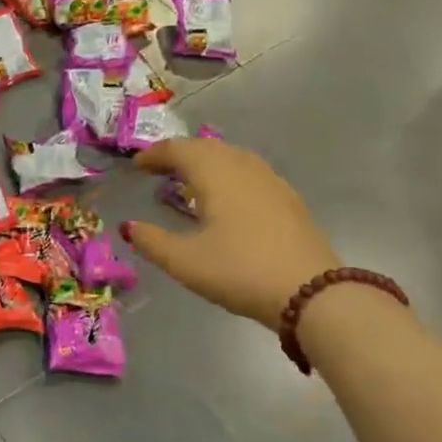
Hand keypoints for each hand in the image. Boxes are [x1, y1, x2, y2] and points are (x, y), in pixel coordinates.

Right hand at [123, 138, 338, 328]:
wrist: (313, 294)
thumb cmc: (239, 271)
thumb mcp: (184, 261)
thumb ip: (151, 241)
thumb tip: (128, 227)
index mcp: (215, 173)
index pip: (178, 150)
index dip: (154, 155)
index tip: (137, 166)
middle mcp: (243, 166)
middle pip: (205, 148)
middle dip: (179, 155)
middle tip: (158, 170)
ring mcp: (270, 181)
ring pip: (230, 157)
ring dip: (205, 163)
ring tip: (188, 182)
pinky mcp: (288, 199)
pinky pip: (248, 172)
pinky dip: (227, 175)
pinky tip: (225, 199)